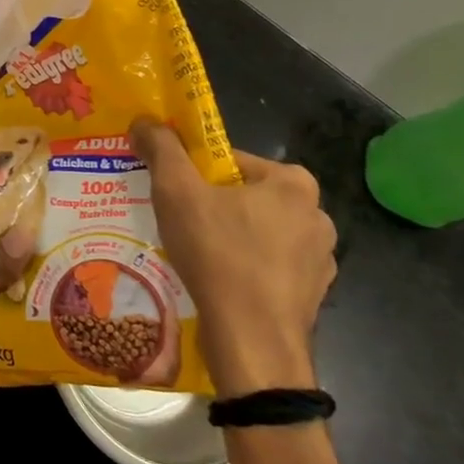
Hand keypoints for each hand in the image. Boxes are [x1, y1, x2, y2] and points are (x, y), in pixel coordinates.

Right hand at [130, 116, 336, 398]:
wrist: (253, 343)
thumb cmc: (218, 255)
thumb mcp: (177, 191)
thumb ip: (161, 148)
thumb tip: (144, 121)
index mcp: (293, 183)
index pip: (230, 161)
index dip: (194, 173)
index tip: (172, 194)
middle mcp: (317, 215)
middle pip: (245, 197)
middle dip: (212, 206)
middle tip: (179, 223)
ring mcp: (320, 260)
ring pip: (258, 233)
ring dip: (229, 238)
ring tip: (195, 256)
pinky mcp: (313, 296)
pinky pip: (268, 268)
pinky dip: (244, 269)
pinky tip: (218, 283)